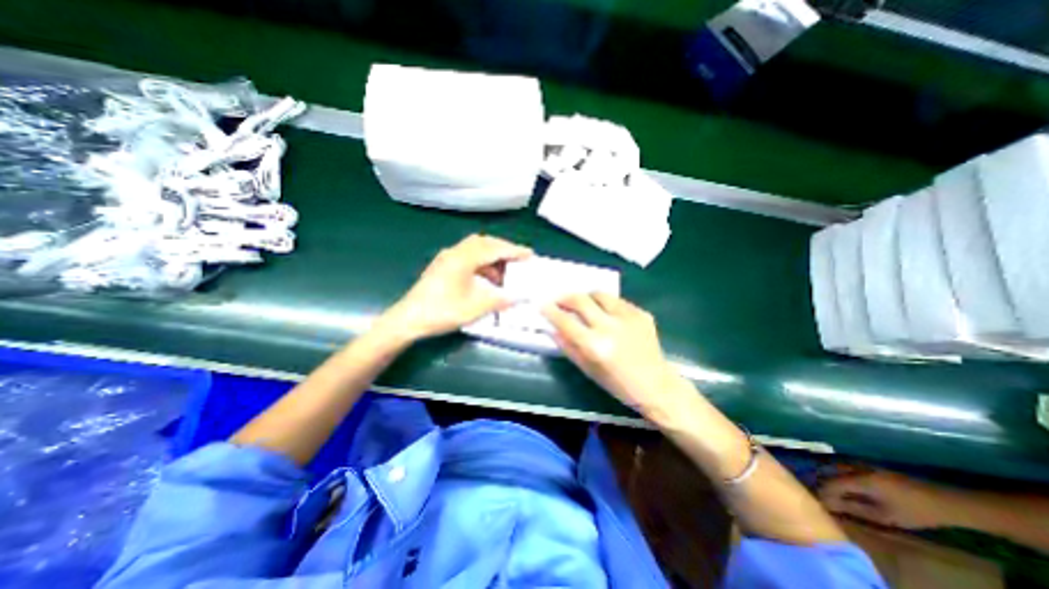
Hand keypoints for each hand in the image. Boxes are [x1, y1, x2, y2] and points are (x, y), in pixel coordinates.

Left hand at [380, 235, 532, 340]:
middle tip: (519, 259)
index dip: (514, 251)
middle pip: (484, 242)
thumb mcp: (475, 308)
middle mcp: (455, 253)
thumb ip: (500, 300)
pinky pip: (468, 257)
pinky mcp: (443, 266)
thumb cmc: (441, 312)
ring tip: (505, 272)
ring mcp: (447, 258)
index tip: (530, 254)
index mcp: (463, 259)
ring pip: (475, 249)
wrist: (408, 319)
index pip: (494, 249)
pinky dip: (481, 264)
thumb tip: (519, 298)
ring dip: (492, 257)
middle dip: (504, 249)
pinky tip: (487, 278)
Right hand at [540, 292, 680, 418]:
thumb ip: (568, 347)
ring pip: (600, 294)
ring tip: (582, 303)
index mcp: (595, 346)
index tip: (543, 305)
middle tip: (559, 299)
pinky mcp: (641, 313)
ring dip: (586, 296)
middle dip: (565, 297)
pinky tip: (605, 312)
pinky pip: (617, 301)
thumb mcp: (588, 369)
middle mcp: (610, 327)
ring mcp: (628, 317)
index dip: (551, 311)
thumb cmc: (618, 384)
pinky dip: (606, 303)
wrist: (656, 385)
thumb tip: (552, 329)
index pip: (566, 321)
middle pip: (581, 300)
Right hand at [819, 470, 965, 527]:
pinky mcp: (869, 466)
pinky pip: (845, 466)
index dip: (823, 492)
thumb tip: (830, 504)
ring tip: (828, 489)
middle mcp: (856, 467)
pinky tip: (841, 482)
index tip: (818, 501)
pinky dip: (838, 473)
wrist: (944, 501)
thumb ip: (855, 508)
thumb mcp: (886, 516)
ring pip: (836, 467)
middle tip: (821, 495)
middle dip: (823, 482)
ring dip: (829, 476)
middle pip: (830, 472)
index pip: (831, 483)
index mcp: (860, 480)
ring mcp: (862, 464)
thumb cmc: (914, 512)